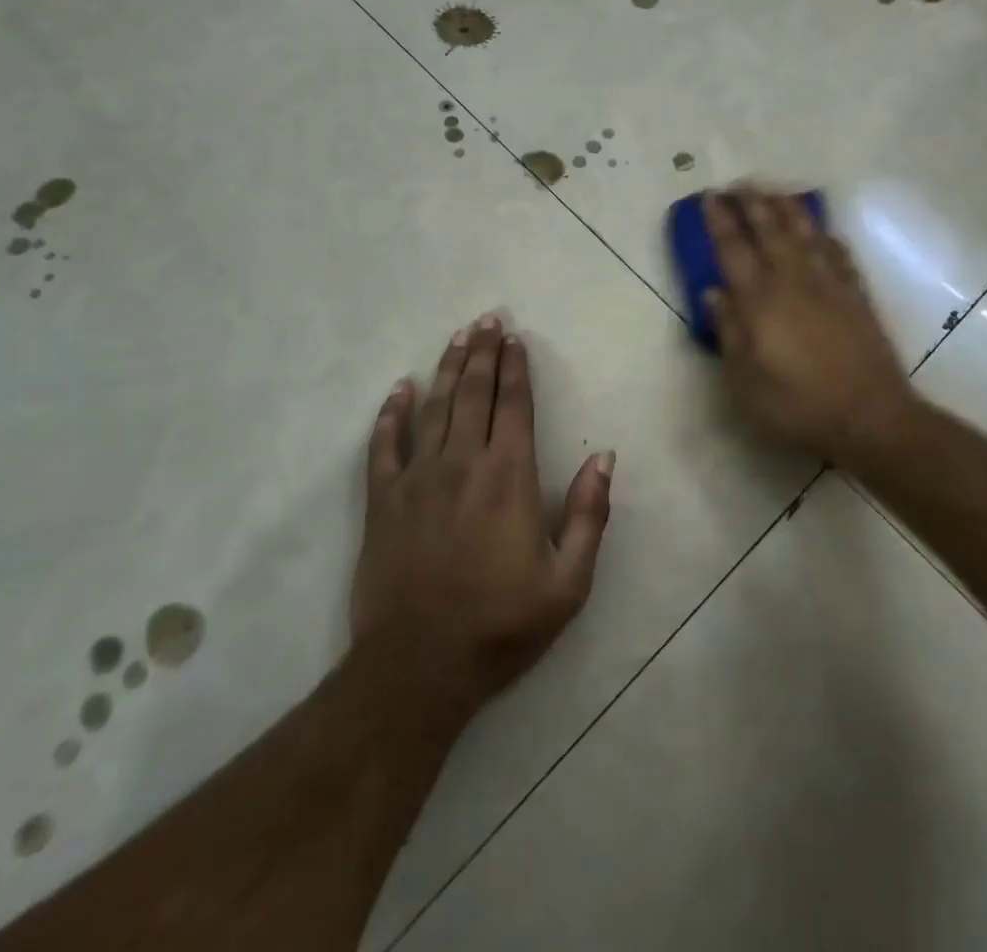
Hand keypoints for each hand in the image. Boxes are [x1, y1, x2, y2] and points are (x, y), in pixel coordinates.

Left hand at [351, 315, 614, 718]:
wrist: (420, 666)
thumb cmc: (501, 625)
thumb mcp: (568, 582)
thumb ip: (589, 514)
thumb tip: (603, 456)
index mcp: (509, 476)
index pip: (513, 405)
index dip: (516, 368)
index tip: (516, 339)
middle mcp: (462, 463)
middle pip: (474, 393)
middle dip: (484, 353)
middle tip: (488, 320)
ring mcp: (418, 478)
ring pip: (434, 407)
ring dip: (448, 368)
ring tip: (458, 337)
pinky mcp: (383, 500)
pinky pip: (384, 445)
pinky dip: (391, 413)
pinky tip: (400, 389)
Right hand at [705, 188, 917, 462]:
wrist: (869, 415)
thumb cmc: (797, 404)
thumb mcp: (746, 379)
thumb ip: (729, 331)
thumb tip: (714, 292)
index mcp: (760, 300)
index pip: (734, 249)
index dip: (720, 221)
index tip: (710, 196)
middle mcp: (793, 281)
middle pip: (770, 231)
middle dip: (752, 203)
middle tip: (739, 184)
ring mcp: (829, 284)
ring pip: (805, 233)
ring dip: (787, 209)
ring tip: (775, 192)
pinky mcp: (856, 294)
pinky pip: (839, 253)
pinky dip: (826, 236)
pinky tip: (822, 231)